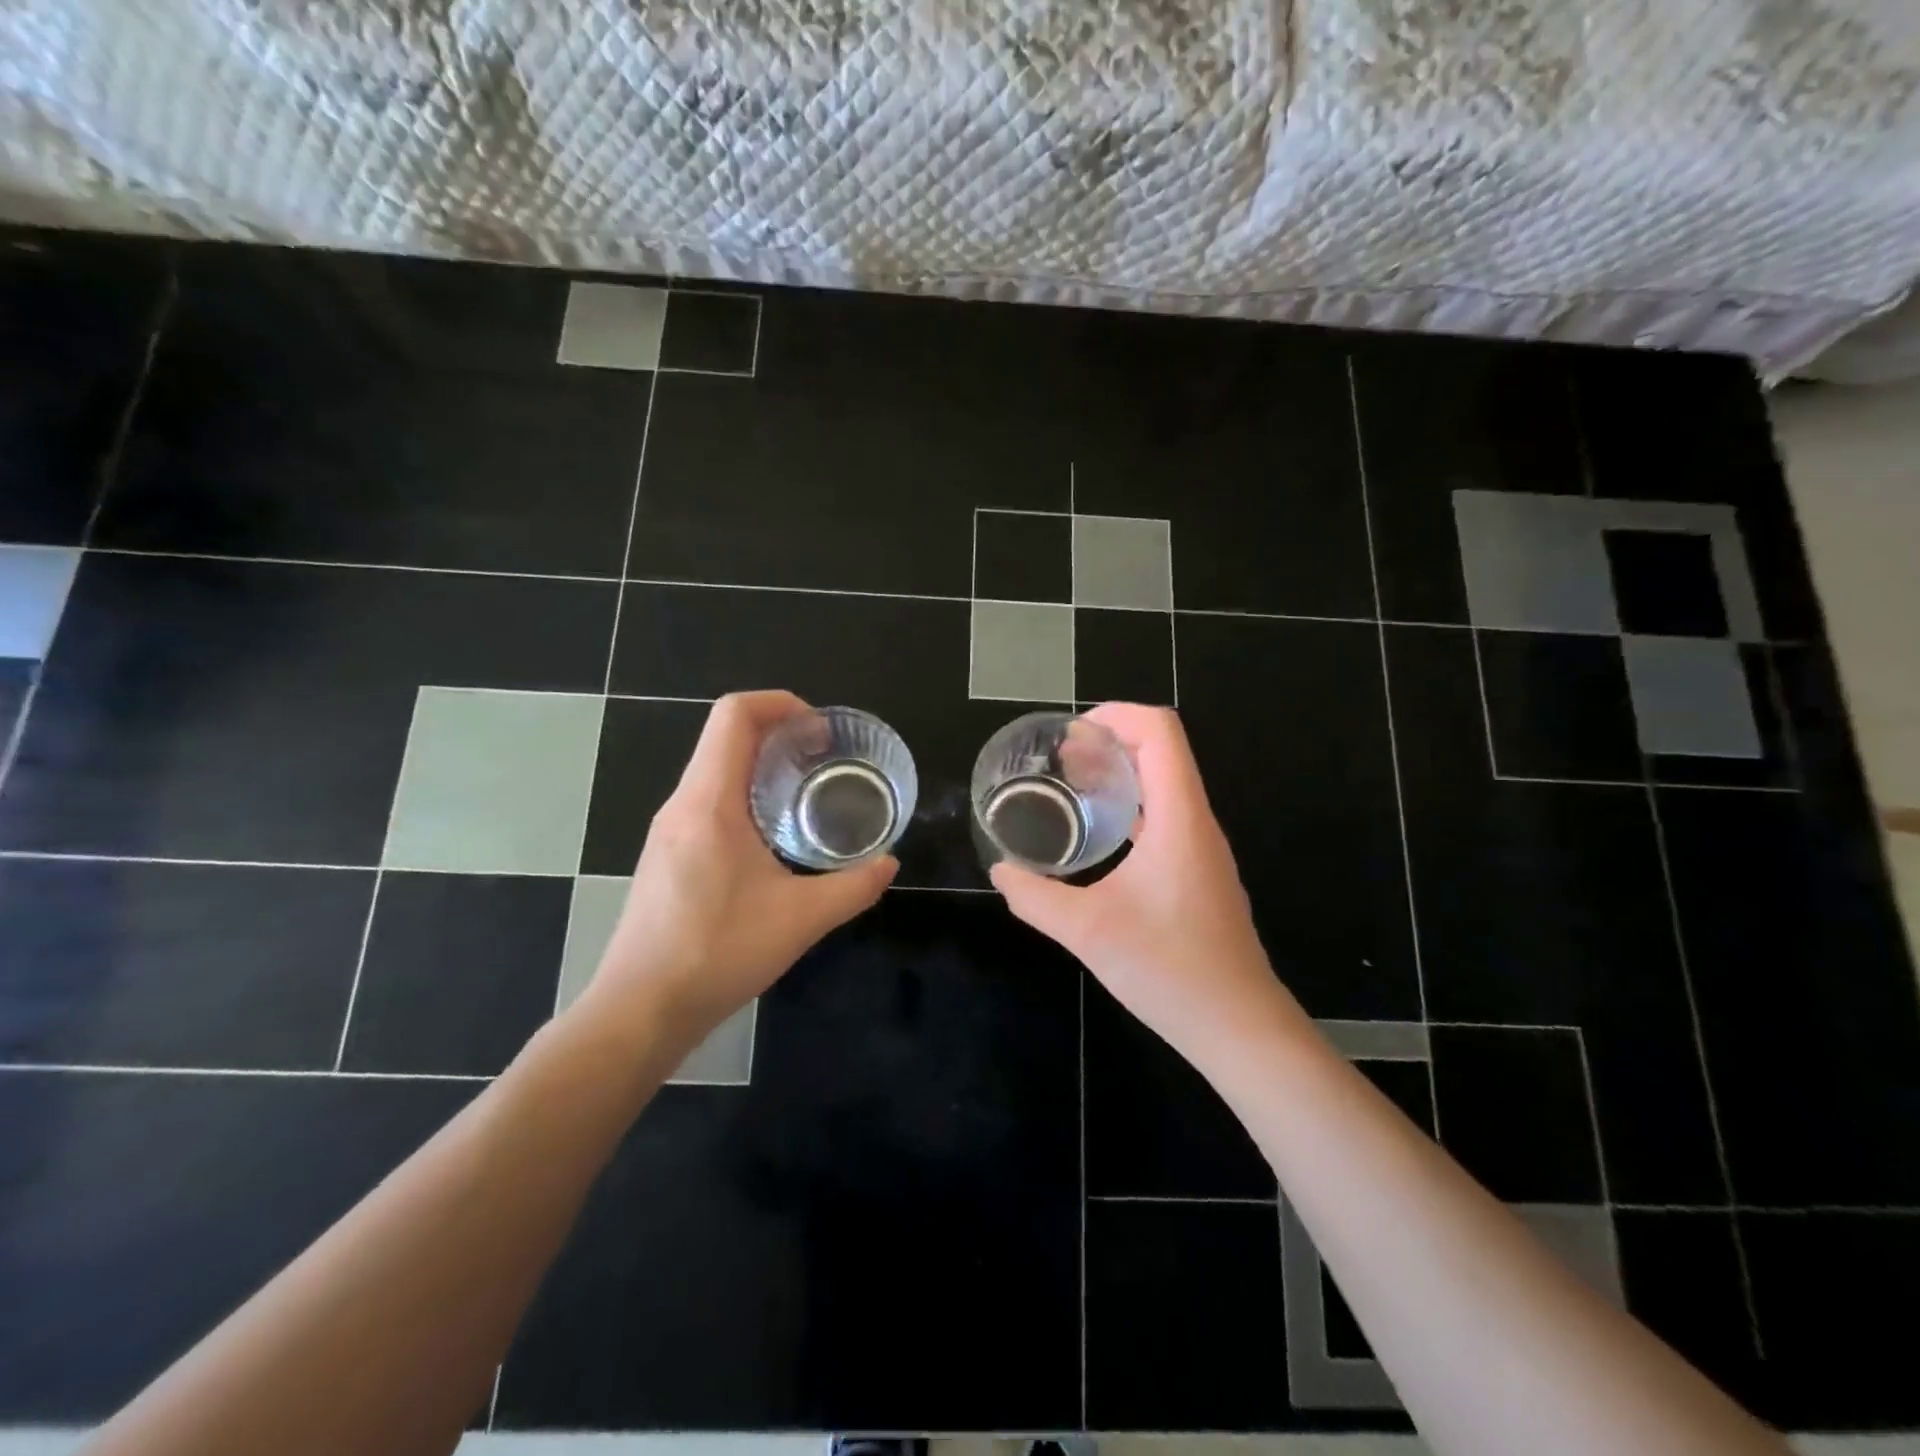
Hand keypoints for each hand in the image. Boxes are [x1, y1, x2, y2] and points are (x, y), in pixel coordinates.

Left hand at [576, 691, 896, 1042]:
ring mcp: (668, 830)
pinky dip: (744, 794)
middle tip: (824, 759)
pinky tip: (772, 837)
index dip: (780, 704)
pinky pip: (707, 800)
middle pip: (725, 736)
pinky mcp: (665, 855)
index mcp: (709, 802)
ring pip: (715, 769)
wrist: (639, 1010)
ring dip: (761, 765)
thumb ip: (853, 887)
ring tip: (806, 792)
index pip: (734, 716)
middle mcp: (682, 804)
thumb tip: (889, 864)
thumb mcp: (800, 920)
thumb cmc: (717, 954)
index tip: (820, 731)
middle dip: (779, 732)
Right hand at [990, 703, 1298, 1063]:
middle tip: (1059, 760)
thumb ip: (1036, 898)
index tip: (1071, 733)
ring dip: (1121, 775)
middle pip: (1162, 752)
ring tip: (1071, 788)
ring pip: (1164, 785)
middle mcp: (1196, 823)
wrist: (1238, 1026)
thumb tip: (1001, 872)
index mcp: (1179, 818)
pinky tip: (1098, 837)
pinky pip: (1165, 818)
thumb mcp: (1088, 931)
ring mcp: (1202, 849)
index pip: (1160, 732)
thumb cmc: (1169, 970)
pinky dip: (1130, 808)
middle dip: (1110, 741)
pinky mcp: (1199, 873)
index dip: (1117, 715)